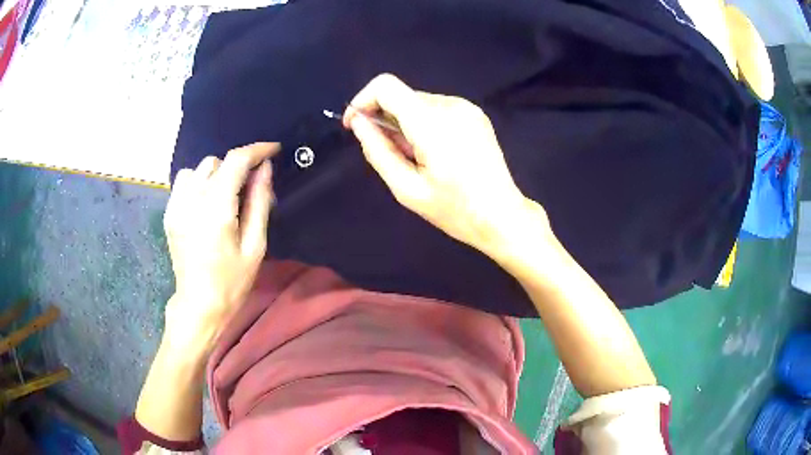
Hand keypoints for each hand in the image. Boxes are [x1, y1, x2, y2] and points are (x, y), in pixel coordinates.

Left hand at [162, 142, 278, 351]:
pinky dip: (199, 182)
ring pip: (199, 168)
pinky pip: (184, 181)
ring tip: (225, 197)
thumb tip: (265, 169)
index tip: (273, 150)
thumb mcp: (255, 245)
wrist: (198, 304)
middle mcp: (193, 200)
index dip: (257, 150)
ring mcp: (177, 206)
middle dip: (237, 168)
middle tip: (249, 190)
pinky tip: (206, 203)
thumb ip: (259, 202)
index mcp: (217, 209)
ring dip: (217, 174)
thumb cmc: (232, 281)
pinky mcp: (170, 212)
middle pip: (217, 162)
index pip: (236, 161)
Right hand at [344, 74, 549, 257]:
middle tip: (394, 156)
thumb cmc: (454, 210)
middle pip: (402, 96)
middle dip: (386, 120)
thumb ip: (377, 151)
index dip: (363, 101)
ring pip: (418, 103)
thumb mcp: (406, 188)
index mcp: (431, 122)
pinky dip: (425, 124)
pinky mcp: (475, 114)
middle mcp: (450, 105)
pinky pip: (437, 109)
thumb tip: (358, 122)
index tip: (355, 126)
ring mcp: (466, 107)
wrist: (502, 216)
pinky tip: (436, 152)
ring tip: (419, 159)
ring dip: (406, 124)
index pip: (386, 86)